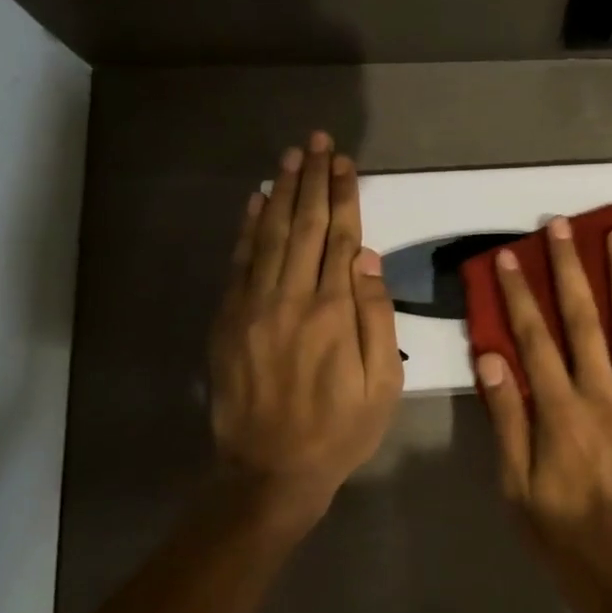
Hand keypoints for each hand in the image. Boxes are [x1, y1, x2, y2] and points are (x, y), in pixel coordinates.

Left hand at [208, 132, 403, 541]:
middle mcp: (290, 298)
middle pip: (304, 225)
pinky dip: (248, 228)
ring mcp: (253, 307)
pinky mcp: (228, 320)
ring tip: (291, 157)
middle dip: (312, 180)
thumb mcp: (383, 384)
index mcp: (333, 312)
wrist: (270, 471)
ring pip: (270, 235)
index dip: (343, 195)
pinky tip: (257, 201)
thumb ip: (377, 317)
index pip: (340, 237)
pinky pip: (240, 262)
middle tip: (317, 141)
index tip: (345, 162)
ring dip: (282, 192)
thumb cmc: (341, 429)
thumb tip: (368, 257)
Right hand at [474, 217, 611, 612]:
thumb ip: (507, 421)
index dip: (518, 295)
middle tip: (562, 226)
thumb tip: (491, 360)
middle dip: (570, 269)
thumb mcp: (519, 488)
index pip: (534, 340)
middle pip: (584, 320)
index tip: (508, 257)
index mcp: (559, 413)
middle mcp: (602, 395)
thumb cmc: (568, 536)